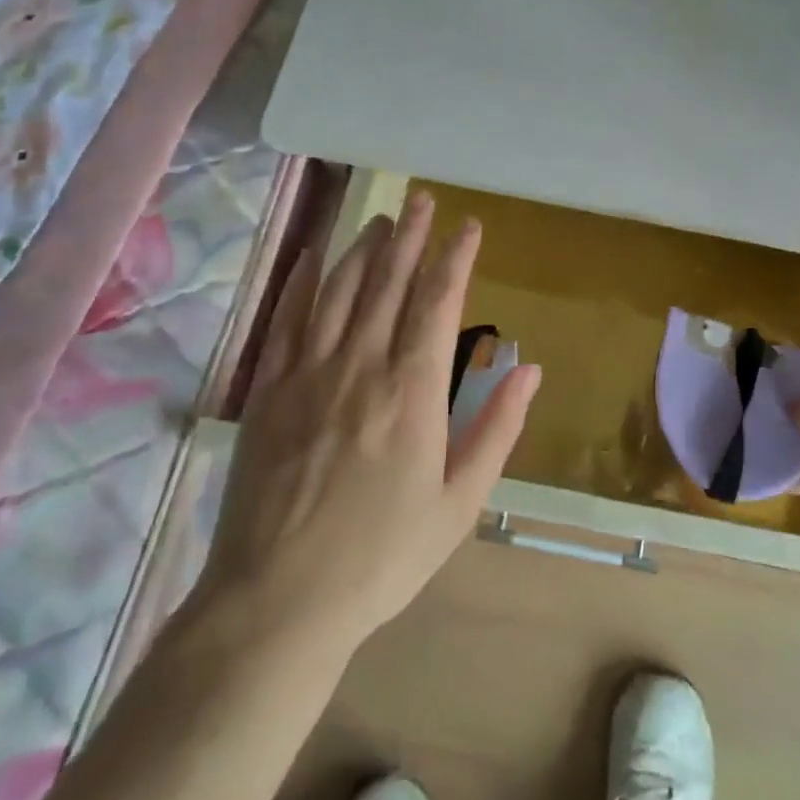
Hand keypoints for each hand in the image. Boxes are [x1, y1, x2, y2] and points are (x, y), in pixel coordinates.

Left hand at [197, 193, 540, 654]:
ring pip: (339, 291)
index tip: (468, 225)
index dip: (454, 258)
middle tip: (422, 199)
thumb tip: (530, 369)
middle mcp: (360, 366)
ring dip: (363, 249)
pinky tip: (315, 255)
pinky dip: (303, 281)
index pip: (437, 303)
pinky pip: (287, 320)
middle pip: (387, 283)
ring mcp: (308, 373)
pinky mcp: (269, 390)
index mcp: (412, 391)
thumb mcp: (458, 504)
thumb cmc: (381, 557)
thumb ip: (496, 429)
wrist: (278, 600)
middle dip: (409, 236)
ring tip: (381, 218)